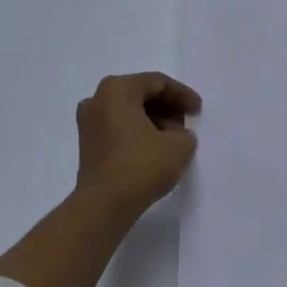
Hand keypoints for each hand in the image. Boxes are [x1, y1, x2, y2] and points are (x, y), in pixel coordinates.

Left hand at [74, 72, 201, 217]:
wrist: (105, 204)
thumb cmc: (142, 165)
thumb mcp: (180, 145)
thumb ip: (183, 131)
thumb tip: (173, 133)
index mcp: (117, 89)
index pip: (157, 82)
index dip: (182, 95)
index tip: (198, 111)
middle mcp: (97, 99)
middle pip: (140, 93)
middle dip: (167, 106)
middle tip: (186, 121)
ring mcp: (88, 122)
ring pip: (128, 111)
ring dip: (153, 119)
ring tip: (174, 137)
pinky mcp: (88, 144)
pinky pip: (118, 127)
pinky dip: (138, 131)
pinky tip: (155, 148)